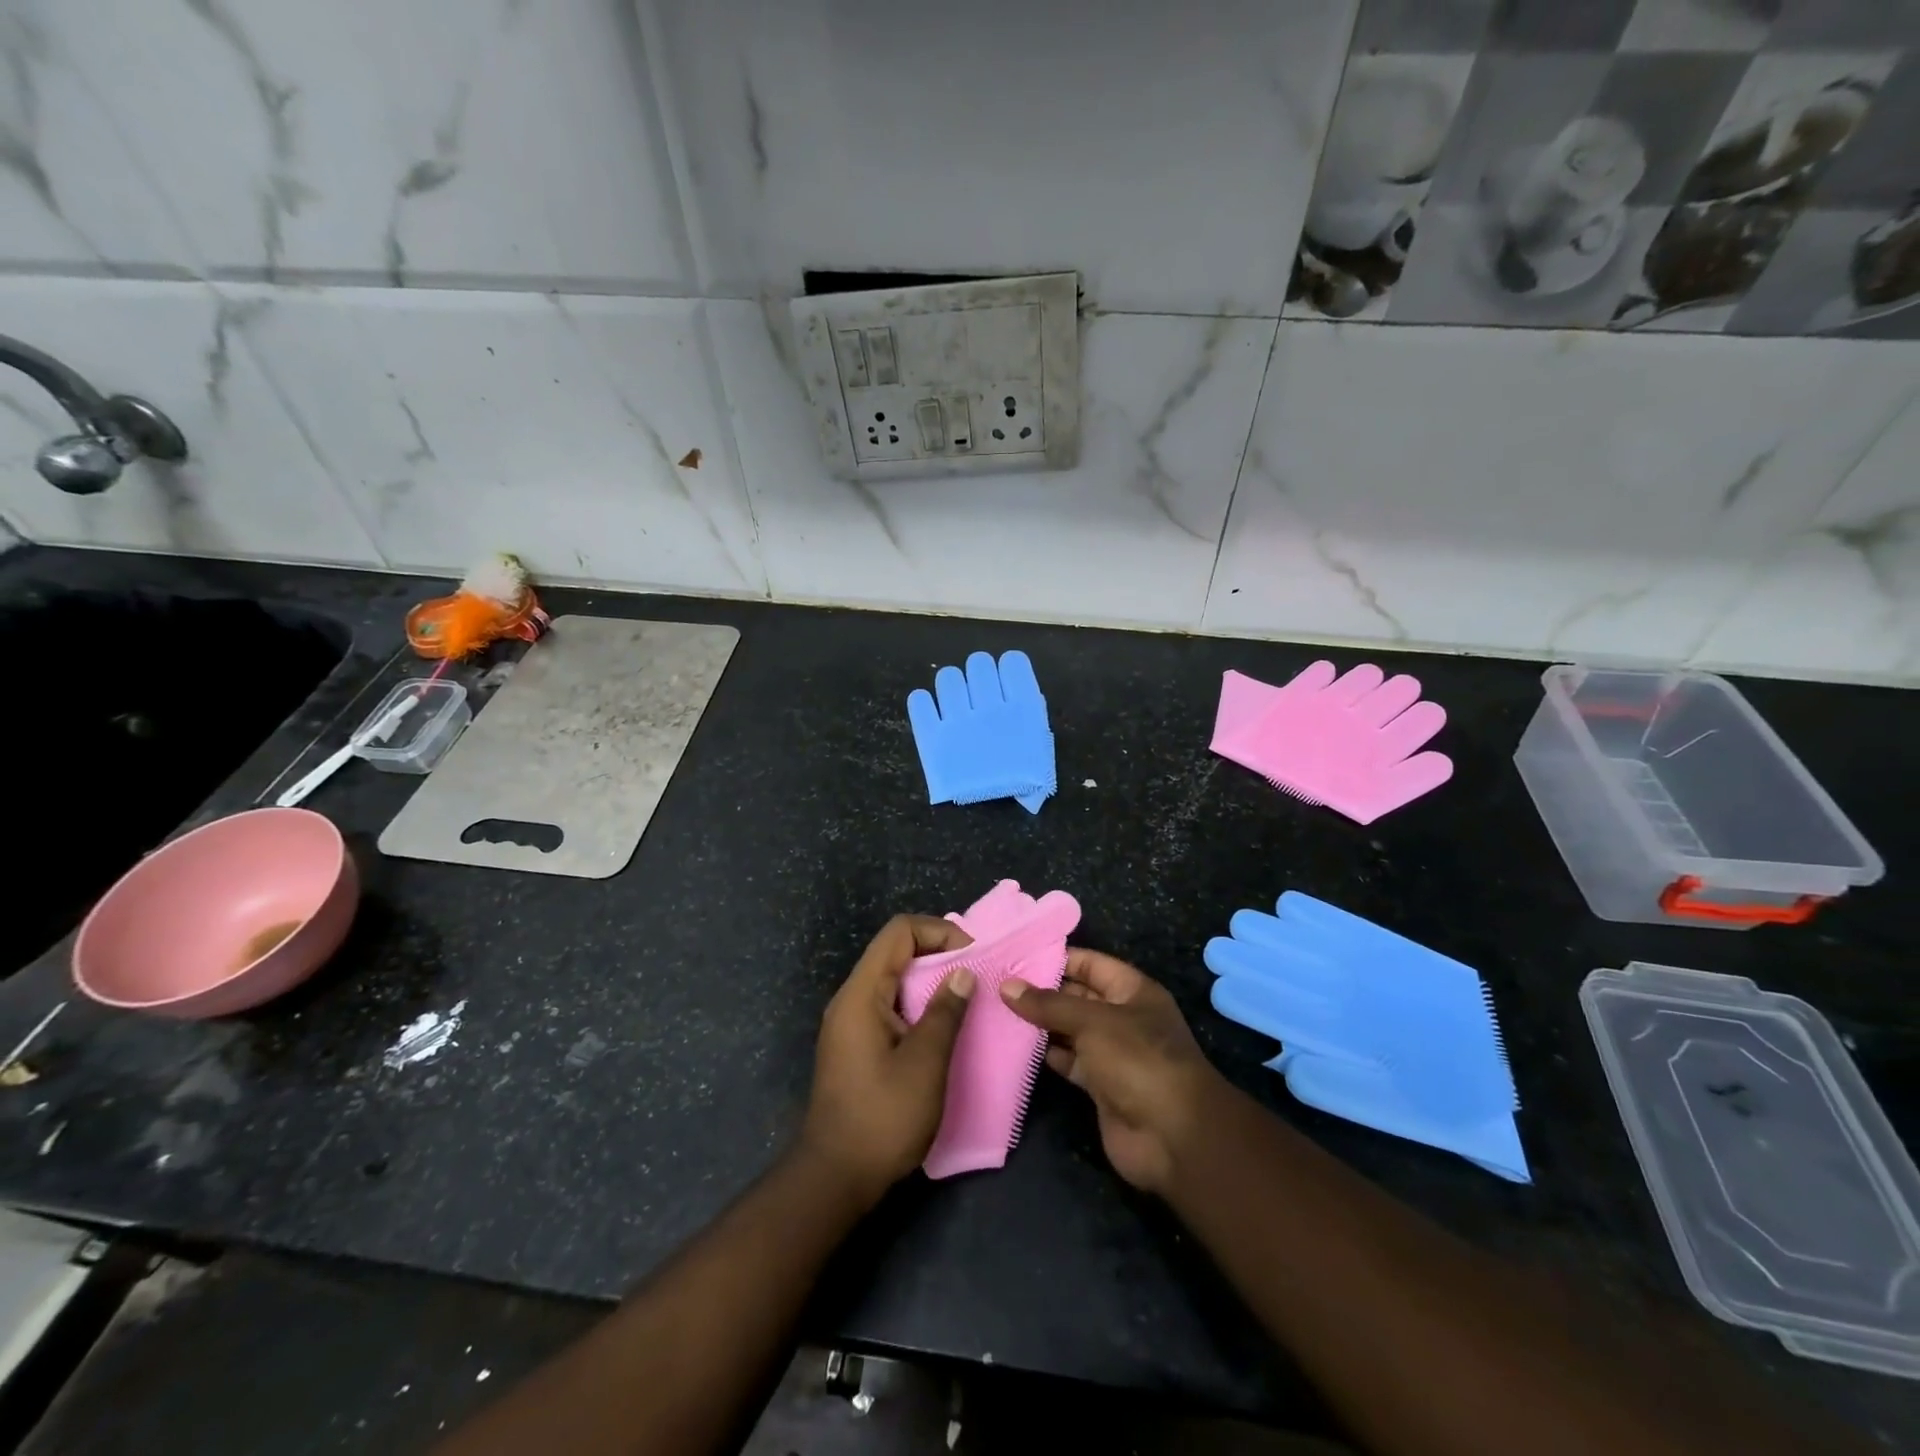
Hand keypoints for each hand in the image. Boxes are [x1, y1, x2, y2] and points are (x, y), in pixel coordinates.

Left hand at [801, 915, 975, 1204]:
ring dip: (930, 981)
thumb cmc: (882, 1117)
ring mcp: (851, 1023)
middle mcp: (851, 999)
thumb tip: (963, 973)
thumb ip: (945, 1012)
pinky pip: (890, 1005)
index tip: (972, 957)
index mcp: (862, 993)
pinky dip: (918, 1004)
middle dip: (939, 954)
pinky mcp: (856, 1045)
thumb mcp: (924, 1063)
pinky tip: (943, 1027)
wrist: (834, 1177)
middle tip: (976, 975)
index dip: (939, 932)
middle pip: (896, 951)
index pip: (900, 932)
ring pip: (894, 980)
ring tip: (966, 998)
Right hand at [1001, 949, 1222, 1192]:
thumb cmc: (1138, 1060)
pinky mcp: (1101, 1086)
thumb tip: (1007, 987)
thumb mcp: (1092, 1022)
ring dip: (1041, 1024)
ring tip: (998, 1009)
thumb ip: (1048, 1005)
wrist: (1173, 1136)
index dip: (1058, 958)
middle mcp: (1123, 1018)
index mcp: (1133, 991)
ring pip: (1071, 1030)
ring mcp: (1113, 1053)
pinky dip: (1047, 1055)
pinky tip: (1016, 1046)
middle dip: (1043, 991)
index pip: (1091, 964)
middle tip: (999, 982)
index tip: (1017, 955)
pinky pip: (1069, 1061)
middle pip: (1078, 996)